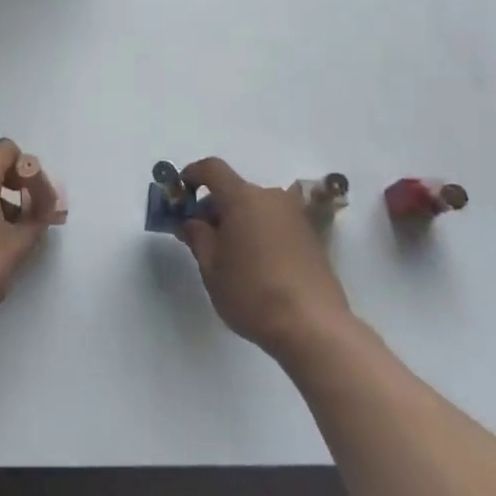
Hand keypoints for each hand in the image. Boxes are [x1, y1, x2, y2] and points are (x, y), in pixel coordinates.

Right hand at [177, 157, 350, 360]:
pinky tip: (257, 265)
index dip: (192, 174)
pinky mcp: (312, 237)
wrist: (314, 327)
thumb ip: (197, 237)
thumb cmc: (252, 293)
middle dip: (214, 207)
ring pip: (256, 208)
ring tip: (230, 256)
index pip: (212, 169)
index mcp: (243, 198)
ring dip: (238, 221)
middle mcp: (272, 197)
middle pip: (235, 190)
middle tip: (202, 238)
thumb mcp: (212, 267)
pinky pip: (275, 223)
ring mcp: (295, 216)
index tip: (181, 193)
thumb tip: (191, 222)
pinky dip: (260, 233)